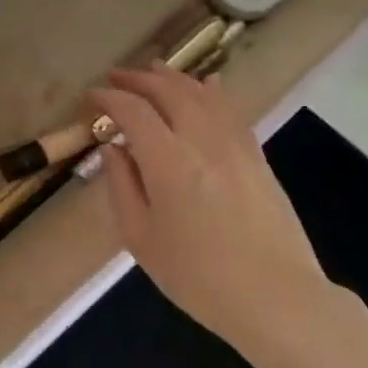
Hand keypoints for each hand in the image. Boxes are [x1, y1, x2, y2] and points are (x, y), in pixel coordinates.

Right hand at [90, 63, 345, 367]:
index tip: (92, 96)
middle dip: (139, 79)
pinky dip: (212, 92)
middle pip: (169, 92)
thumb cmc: (197, 277)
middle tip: (116, 77)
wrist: (275, 297)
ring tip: (154, 70)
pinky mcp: (257, 157)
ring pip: (203, 95)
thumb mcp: (141, 238)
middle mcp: (203, 141)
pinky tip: (207, 86)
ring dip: (174, 79)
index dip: (109, 98)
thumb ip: (122, 186)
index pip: (134, 111)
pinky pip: (231, 111)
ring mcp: (236, 146)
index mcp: (168, 162)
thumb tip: (113, 149)